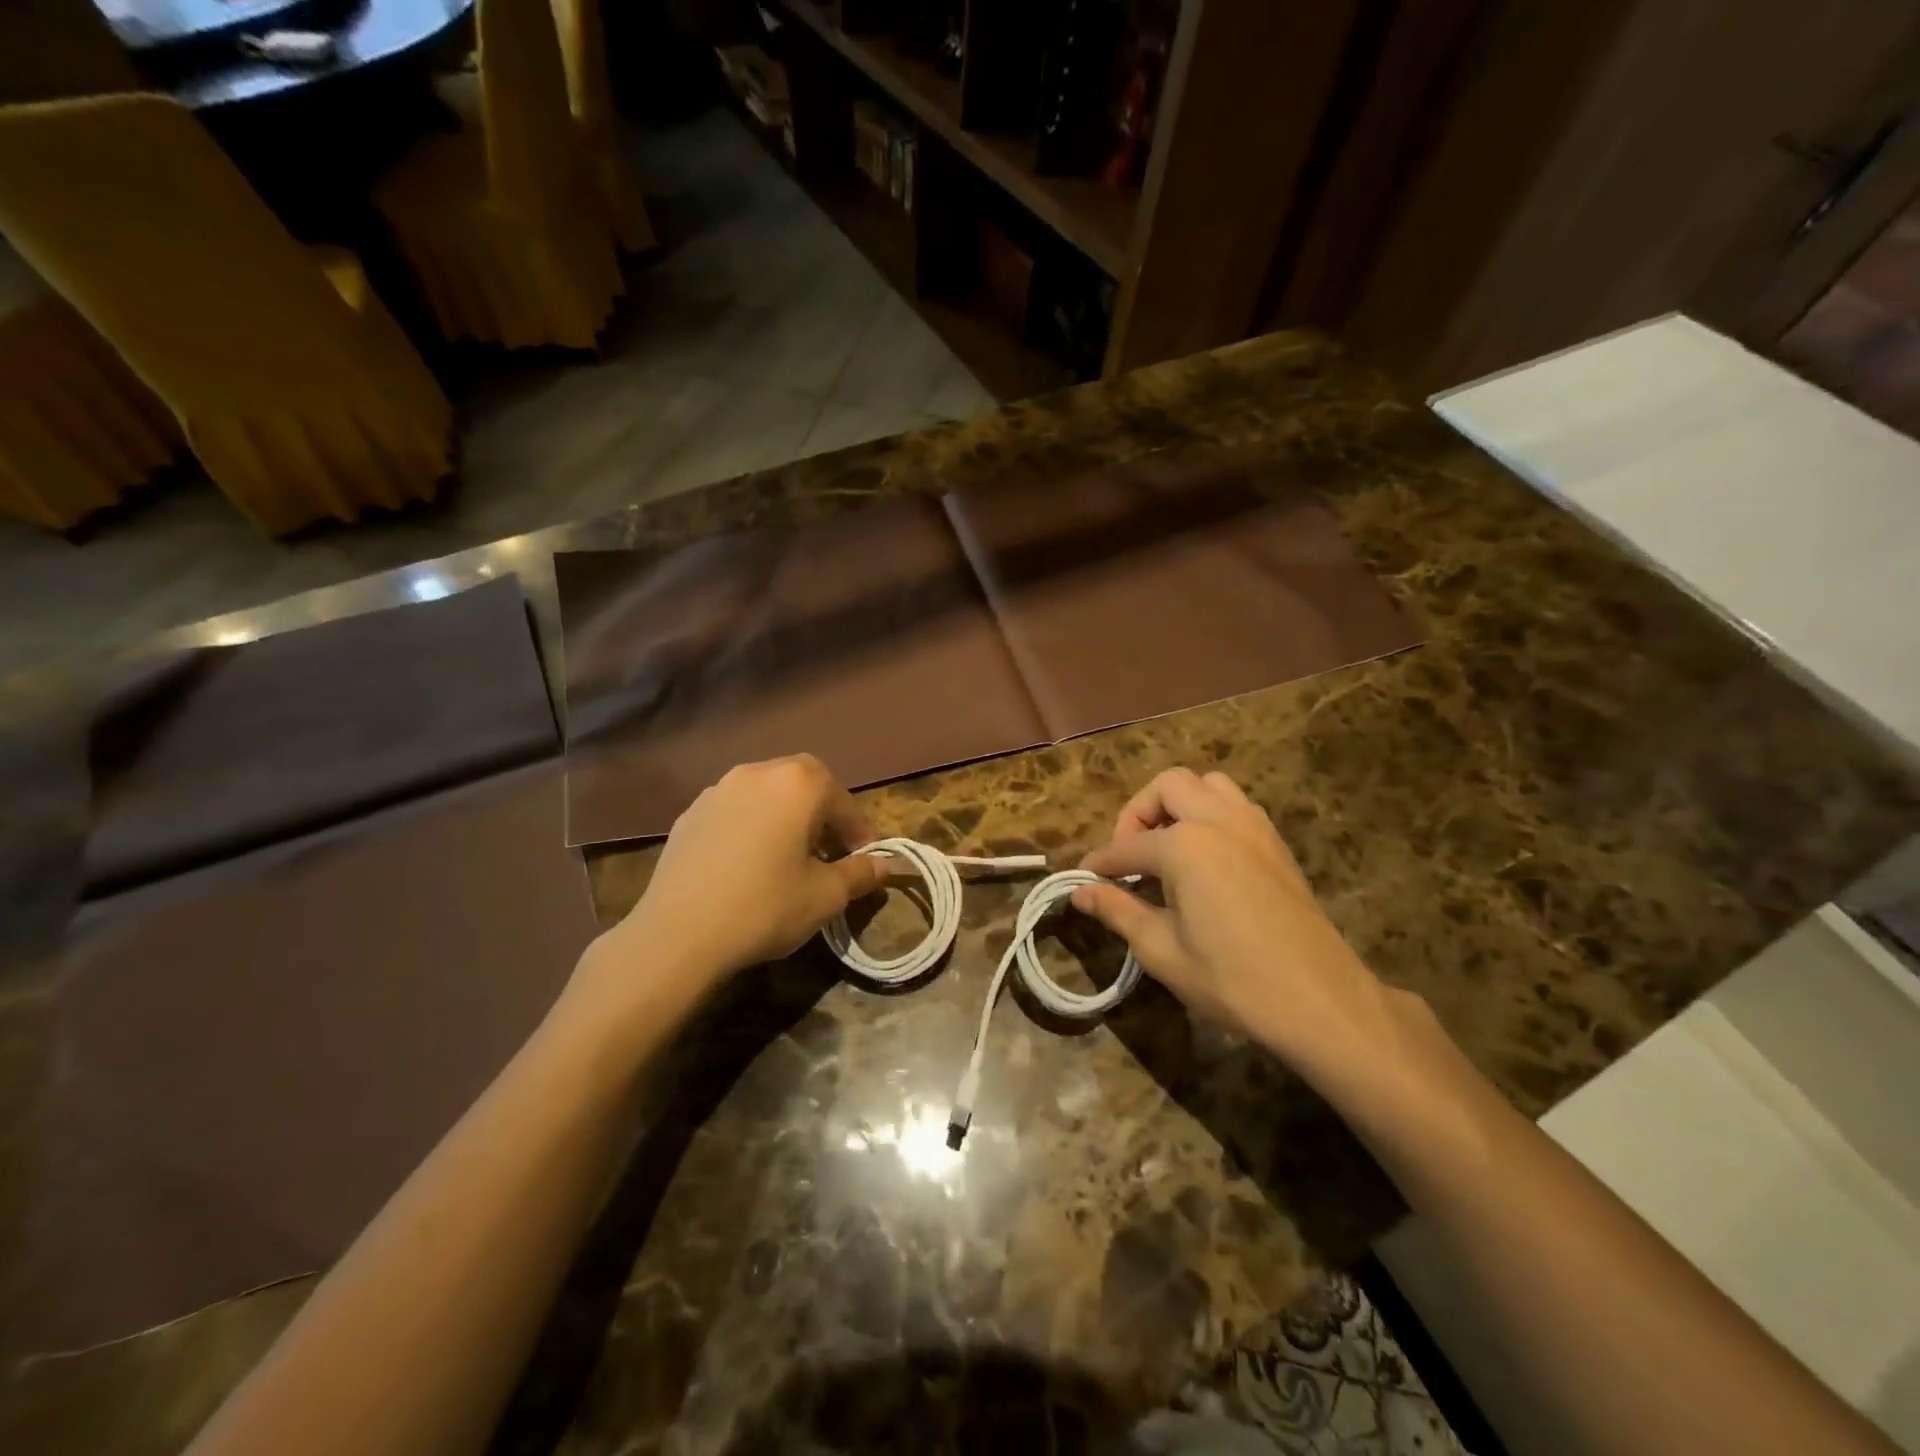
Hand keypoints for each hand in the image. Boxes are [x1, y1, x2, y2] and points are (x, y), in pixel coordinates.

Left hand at [588, 755, 888, 999]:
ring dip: (784, 816)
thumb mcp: (826, 896)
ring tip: (787, 856)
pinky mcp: (689, 813)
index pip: (842, 800)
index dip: (858, 831)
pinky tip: (747, 863)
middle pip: (803, 784)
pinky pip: (734, 811)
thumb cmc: (766, 907)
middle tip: (827, 851)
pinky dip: (751, 826)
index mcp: (798, 784)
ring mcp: (718, 790)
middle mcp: (758, 773)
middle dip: (821, 813)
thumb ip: (860, 873)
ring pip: (766, 794)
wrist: (678, 934)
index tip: (863, 858)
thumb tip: (885, 865)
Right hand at [1074, 768, 1416, 1081]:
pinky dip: (1211, 814)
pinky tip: (1205, 858)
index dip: (1100, 863)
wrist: (1320, 1001)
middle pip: (1167, 787)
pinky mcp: (1276, 843)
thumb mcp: (1161, 950)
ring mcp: (1254, 827)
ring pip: (1208, 785)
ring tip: (1168, 847)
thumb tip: (1080, 892)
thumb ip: (1118, 910)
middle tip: (1130, 858)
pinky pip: (1236, 805)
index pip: (1127, 847)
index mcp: (1185, 845)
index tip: (1081, 878)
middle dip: (1138, 814)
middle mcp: (1218, 821)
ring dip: (1179, 804)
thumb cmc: (1231, 980)